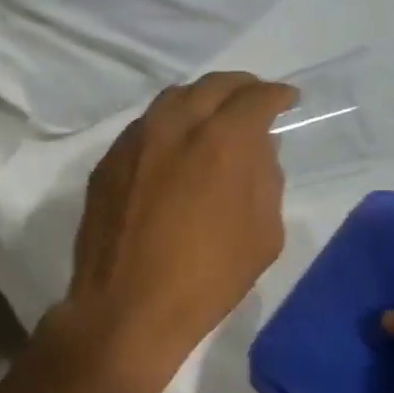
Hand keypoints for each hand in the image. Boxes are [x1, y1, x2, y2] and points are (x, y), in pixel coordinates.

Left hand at [57, 72, 296, 392]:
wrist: (126, 306)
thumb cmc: (207, 278)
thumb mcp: (263, 234)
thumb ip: (266, 179)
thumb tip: (259, 149)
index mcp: (220, 141)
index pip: (254, 98)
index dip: (276, 95)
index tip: (287, 100)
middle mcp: (173, 127)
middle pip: (210, 86)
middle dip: (239, 87)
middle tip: (253, 100)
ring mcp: (133, 141)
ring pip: (171, 100)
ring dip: (199, 100)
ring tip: (214, 116)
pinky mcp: (107, 162)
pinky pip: (143, 127)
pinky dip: (167, 125)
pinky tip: (174, 146)